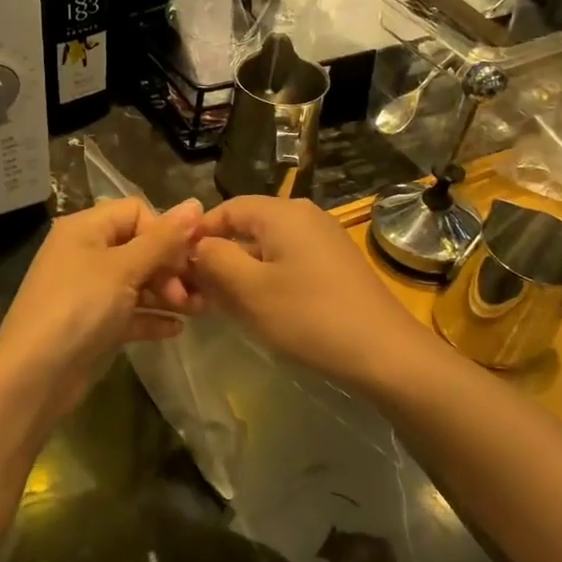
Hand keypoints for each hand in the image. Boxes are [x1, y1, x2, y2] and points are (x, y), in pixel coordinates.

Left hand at [0, 197, 203, 420]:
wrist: (35, 375)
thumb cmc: (80, 307)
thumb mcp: (124, 268)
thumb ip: (163, 239)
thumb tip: (195, 204)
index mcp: (85, 229)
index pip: (135, 212)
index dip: (164, 231)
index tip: (187, 258)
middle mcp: (86, 253)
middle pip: (139, 247)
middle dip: (170, 267)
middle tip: (192, 293)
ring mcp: (89, 291)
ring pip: (137, 282)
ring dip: (168, 293)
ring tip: (198, 310)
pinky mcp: (94, 324)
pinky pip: (130, 312)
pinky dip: (152, 317)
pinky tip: (176, 329)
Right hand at [189, 196, 434, 390]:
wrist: (384, 352)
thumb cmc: (308, 316)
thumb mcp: (250, 290)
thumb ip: (215, 260)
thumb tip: (197, 245)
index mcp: (282, 213)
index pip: (226, 209)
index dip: (197, 235)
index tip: (177, 267)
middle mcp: (304, 216)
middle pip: (247, 228)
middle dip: (219, 257)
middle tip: (197, 293)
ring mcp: (324, 240)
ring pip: (267, 248)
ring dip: (242, 272)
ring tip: (222, 305)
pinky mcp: (336, 265)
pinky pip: (289, 262)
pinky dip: (267, 280)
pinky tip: (260, 310)